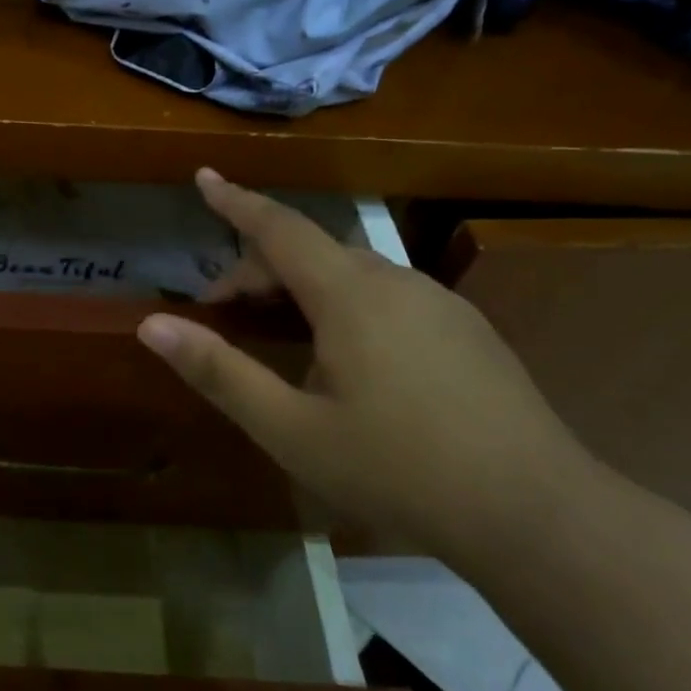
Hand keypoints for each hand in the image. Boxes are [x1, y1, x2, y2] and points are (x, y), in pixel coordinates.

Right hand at [137, 170, 592, 555]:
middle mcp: (394, 280)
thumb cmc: (398, 469)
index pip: (278, 228)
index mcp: (349, 294)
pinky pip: (384, 295)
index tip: (204, 176)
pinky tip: (343, 358)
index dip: (235, 202)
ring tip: (275, 337)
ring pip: (348, 274)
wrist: (537, 513)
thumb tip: (152, 325)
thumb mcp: (291, 429)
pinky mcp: (463, 328)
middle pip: (309, 252)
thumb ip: (219, 371)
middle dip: (256, 272)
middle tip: (221, 318)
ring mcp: (437, 302)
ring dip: (299, 290)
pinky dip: (341, 304)